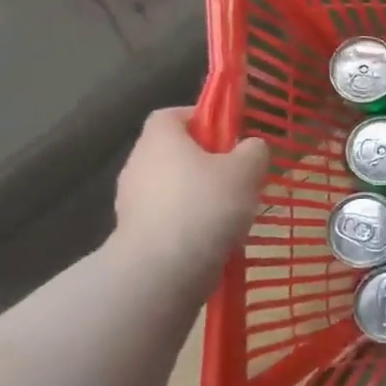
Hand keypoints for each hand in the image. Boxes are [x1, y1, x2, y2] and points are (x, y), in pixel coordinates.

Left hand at [112, 108, 268, 286]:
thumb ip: (254, 151)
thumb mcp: (247, 170)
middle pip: (173, 152)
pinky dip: (189, 222)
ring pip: (172, 187)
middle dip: (205, 161)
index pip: (173, 114)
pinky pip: (168, 217)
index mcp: (160, 139)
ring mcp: (131, 201)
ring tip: (231, 212)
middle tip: (238, 175)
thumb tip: (251, 147)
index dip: (200, 119)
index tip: (229, 134)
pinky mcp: (135, 233)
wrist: (163, 270)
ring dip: (198, 194)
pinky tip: (214, 237)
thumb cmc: (206, 206)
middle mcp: (138, 164)